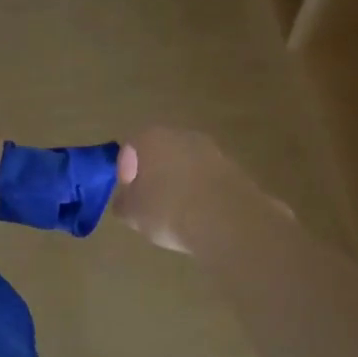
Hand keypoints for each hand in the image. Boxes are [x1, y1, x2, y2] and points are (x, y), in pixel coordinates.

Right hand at [111, 126, 259, 254]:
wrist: (227, 221)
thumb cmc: (169, 211)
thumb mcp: (132, 214)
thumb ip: (123, 202)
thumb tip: (126, 199)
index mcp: (152, 138)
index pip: (130, 147)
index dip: (125, 171)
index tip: (130, 194)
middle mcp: (182, 135)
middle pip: (161, 152)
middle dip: (155, 174)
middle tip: (151, 203)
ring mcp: (212, 150)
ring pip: (187, 164)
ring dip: (180, 183)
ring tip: (178, 213)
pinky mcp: (234, 169)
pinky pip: (208, 179)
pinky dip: (201, 192)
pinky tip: (201, 215)